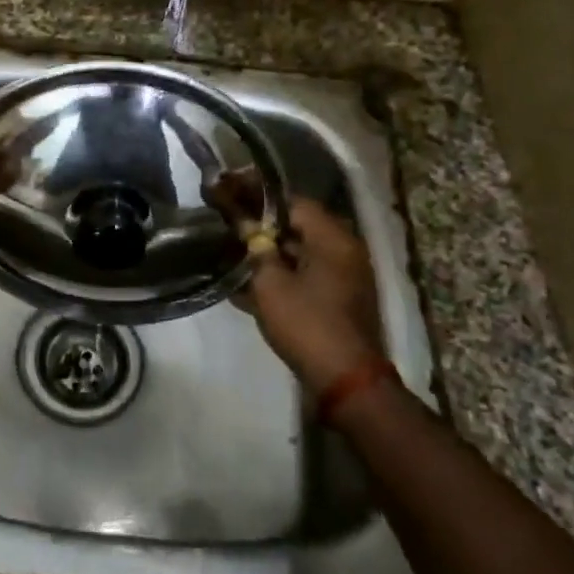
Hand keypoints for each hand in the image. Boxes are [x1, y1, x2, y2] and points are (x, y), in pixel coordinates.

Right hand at [244, 199, 385, 394]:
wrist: (345, 381)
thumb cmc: (307, 323)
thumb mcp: (271, 283)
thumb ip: (256, 247)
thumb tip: (244, 224)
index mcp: (333, 239)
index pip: (293, 202)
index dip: (259, 195)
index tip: (230, 192)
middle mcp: (344, 252)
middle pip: (297, 226)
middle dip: (261, 225)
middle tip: (227, 222)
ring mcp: (343, 279)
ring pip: (298, 254)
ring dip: (267, 252)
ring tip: (230, 252)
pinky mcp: (337, 302)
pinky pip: (304, 278)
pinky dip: (279, 277)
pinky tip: (245, 286)